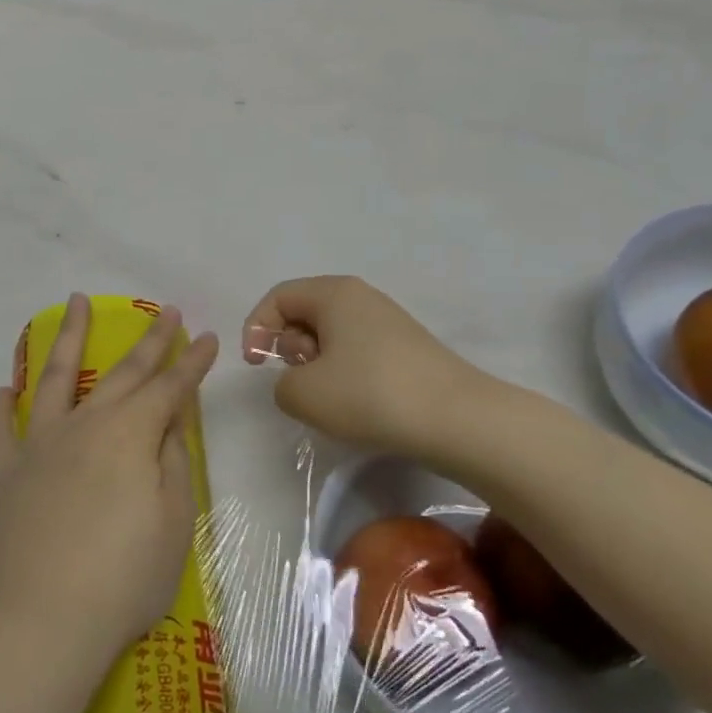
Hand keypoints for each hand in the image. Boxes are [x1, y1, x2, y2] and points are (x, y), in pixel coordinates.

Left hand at [0, 294, 219, 668]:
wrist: (44, 622)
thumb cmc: (124, 579)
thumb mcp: (174, 523)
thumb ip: (173, 463)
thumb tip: (169, 423)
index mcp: (129, 436)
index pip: (169, 388)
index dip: (191, 362)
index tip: (206, 337)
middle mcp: (84, 426)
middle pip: (121, 373)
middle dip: (148, 341)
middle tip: (164, 311)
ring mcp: (38, 446)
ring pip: (54, 378)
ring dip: (67, 338)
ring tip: (75, 303)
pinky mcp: (4, 474)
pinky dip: (2, 408)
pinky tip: (6, 390)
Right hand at [242, 276, 508, 461]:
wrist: (457, 419)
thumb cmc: (370, 394)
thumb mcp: (303, 393)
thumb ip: (281, 384)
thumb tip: (299, 382)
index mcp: (334, 293)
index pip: (278, 297)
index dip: (256, 328)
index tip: (255, 366)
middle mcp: (362, 298)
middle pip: (304, 312)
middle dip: (289, 347)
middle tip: (299, 379)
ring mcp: (388, 323)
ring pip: (331, 335)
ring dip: (316, 365)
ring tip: (329, 397)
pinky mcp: (406, 350)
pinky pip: (357, 352)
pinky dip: (344, 374)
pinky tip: (357, 405)